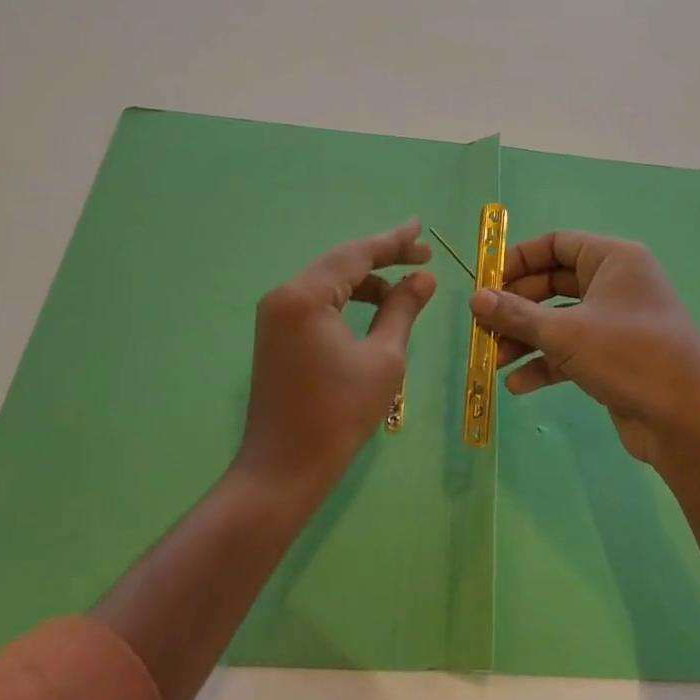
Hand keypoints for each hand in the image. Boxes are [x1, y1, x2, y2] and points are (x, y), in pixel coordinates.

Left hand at [236, 221, 436, 499]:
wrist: (283, 469)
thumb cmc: (339, 414)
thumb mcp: (384, 358)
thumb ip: (403, 309)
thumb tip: (424, 278)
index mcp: (306, 297)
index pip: (356, 255)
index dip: (393, 242)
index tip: (421, 230)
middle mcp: (284, 296)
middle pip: (341, 263)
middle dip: (383, 257)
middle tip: (423, 255)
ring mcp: (276, 316)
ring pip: (329, 282)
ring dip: (367, 280)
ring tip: (406, 286)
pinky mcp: (277, 335)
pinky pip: (318, 302)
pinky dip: (348, 300)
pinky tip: (376, 307)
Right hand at [469, 231, 699, 469]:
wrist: (686, 419)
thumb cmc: (627, 355)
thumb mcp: (564, 332)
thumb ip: (516, 314)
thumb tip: (475, 298)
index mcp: (613, 259)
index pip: (556, 244)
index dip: (518, 260)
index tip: (485, 282)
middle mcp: (616, 284)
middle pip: (553, 284)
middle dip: (516, 307)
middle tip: (483, 326)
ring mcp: (617, 322)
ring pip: (560, 320)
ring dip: (525, 339)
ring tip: (493, 361)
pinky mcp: (615, 357)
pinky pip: (572, 351)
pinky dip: (546, 364)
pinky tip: (517, 385)